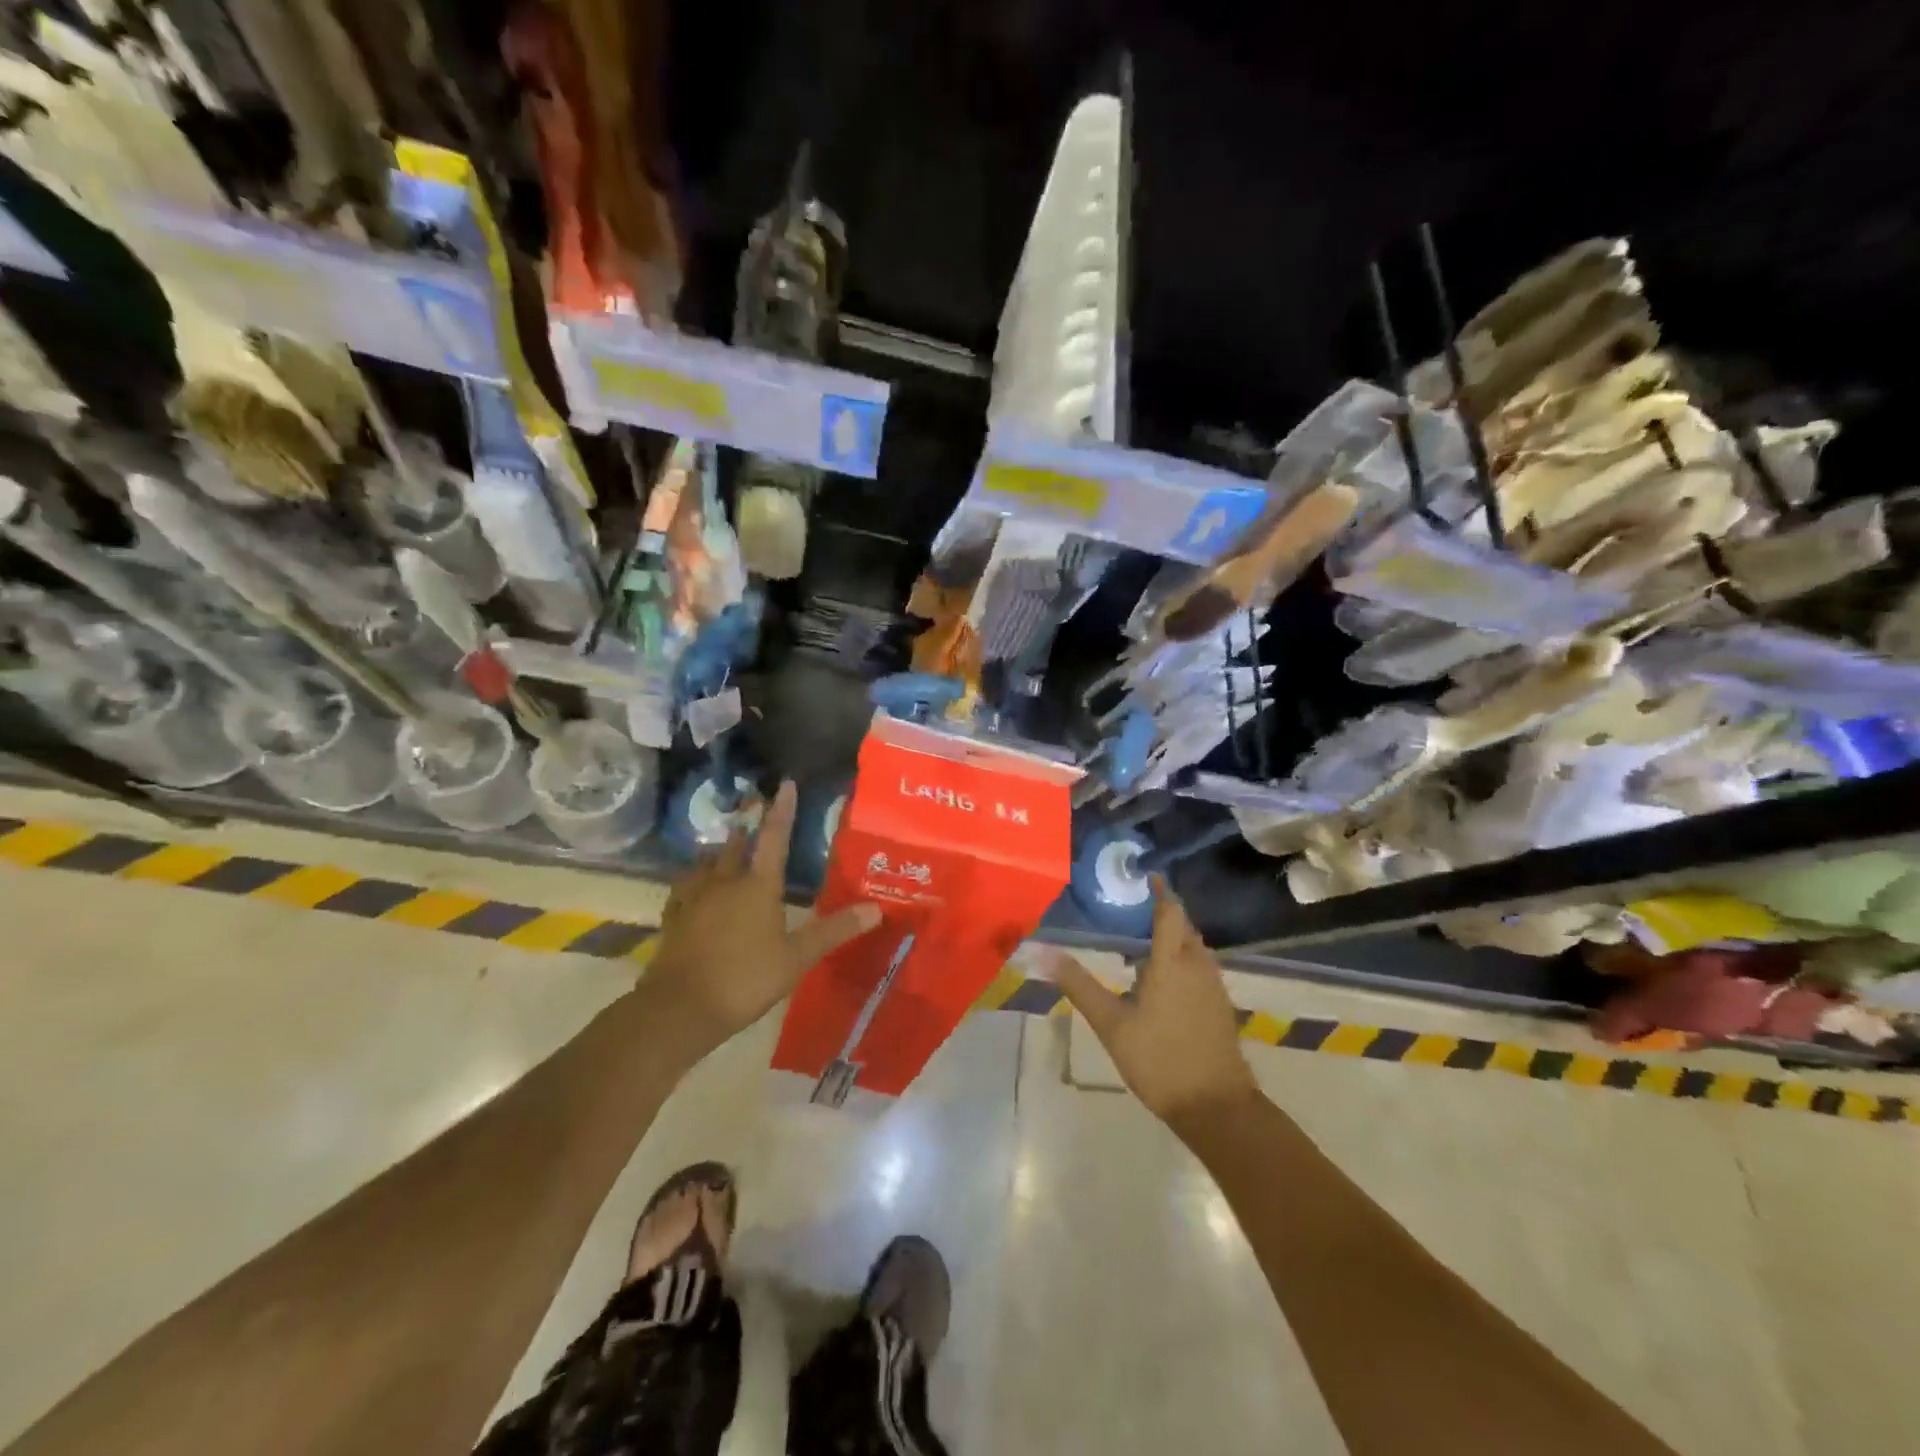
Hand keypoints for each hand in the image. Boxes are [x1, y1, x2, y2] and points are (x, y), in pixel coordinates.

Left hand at [645, 781, 881, 1056]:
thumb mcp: (797, 958)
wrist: (680, 1007)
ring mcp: (695, 898)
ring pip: (708, 863)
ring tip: (725, 844)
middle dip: (748, 826)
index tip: (785, 784)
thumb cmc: (746, 978)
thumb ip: (834, 930)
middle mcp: (725, 882)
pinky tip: (692, 883)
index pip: (774, 838)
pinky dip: (693, 878)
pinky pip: (684, 887)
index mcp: (758, 886)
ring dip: (720, 850)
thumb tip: (876, 908)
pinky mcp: (675, 917)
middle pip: (737, 845)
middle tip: (753, 809)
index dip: (782, 810)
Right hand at [1047, 882, 1256, 1124]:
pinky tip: (1163, 978)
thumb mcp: (1111, 1023)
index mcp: (1172, 962)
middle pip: (1184, 926)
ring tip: (1145, 938)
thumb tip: (1045, 953)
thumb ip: (1080, 986)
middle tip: (1135, 906)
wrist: (1216, 1107)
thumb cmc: (1159, 1060)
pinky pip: (1201, 968)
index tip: (1147, 875)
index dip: (1161, 890)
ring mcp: (1214, 986)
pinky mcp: (1220, 1006)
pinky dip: (1183, 959)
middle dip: (1165, 911)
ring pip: (1195, 948)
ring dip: (1174, 937)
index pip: (1170, 911)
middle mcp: (1198, 966)